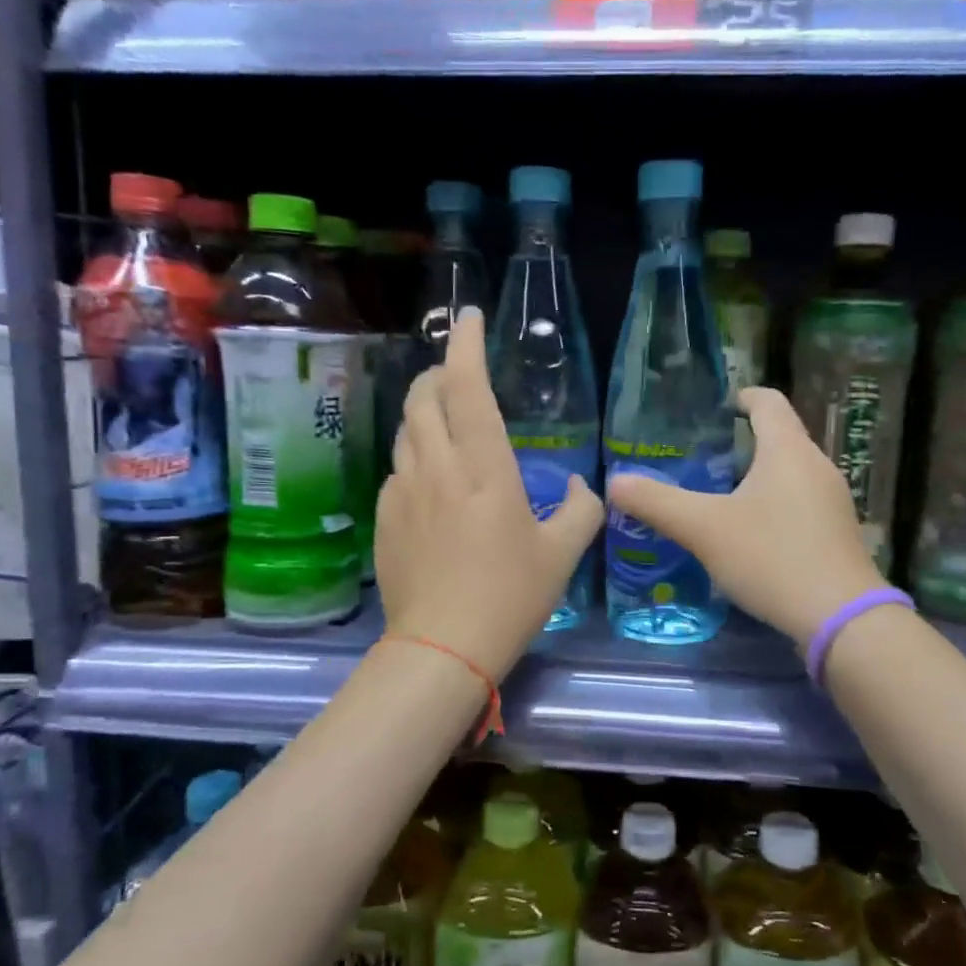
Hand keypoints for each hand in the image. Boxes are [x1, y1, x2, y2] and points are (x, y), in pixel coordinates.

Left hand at [376, 306, 602, 681]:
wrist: (441, 648)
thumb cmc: (509, 597)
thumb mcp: (561, 555)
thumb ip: (581, 510)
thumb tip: (578, 485)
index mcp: (484, 469)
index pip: (469, 389)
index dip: (467, 346)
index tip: (469, 318)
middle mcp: (437, 468)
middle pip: (424, 398)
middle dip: (439, 374)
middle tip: (458, 373)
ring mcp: (403, 491)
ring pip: (406, 430)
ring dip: (424, 412)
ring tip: (444, 419)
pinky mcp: (384, 518)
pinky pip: (397, 469)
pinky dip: (414, 455)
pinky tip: (430, 479)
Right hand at [605, 386, 887, 647]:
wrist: (841, 618)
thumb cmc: (772, 557)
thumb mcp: (704, 529)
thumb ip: (657, 503)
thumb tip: (614, 482)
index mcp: (788, 450)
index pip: (768, 401)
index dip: (742, 396)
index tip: (716, 408)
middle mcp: (817, 466)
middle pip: (780, 437)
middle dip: (743, 442)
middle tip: (702, 459)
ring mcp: (833, 501)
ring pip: (790, 473)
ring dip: (758, 476)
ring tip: (720, 496)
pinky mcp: (837, 533)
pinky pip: (801, 502)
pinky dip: (774, 505)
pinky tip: (751, 534)